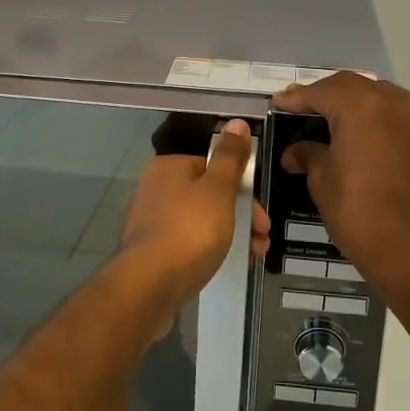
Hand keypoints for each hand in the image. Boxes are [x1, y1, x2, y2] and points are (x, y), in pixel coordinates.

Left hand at [116, 120, 268, 332]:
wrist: (147, 287)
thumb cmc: (188, 231)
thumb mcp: (218, 190)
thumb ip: (230, 157)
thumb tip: (237, 122)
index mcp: (168, 168)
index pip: (212, 167)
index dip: (242, 189)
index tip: (261, 215)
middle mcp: (154, 189)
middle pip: (207, 195)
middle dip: (240, 216)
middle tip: (262, 240)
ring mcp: (148, 223)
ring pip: (198, 222)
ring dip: (229, 235)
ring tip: (252, 256)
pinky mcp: (148, 253)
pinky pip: (185, 245)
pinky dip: (207, 251)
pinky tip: (222, 265)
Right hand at [273, 75, 409, 283]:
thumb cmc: (358, 214)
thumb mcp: (322, 182)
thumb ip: (309, 155)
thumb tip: (295, 152)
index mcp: (360, 108)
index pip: (322, 92)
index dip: (298, 97)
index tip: (282, 102)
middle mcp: (397, 102)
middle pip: (357, 86)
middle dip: (331, 94)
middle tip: (311, 106)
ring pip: (390, 98)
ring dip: (367, 105)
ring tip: (350, 121)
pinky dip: (396, 124)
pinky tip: (385, 142)